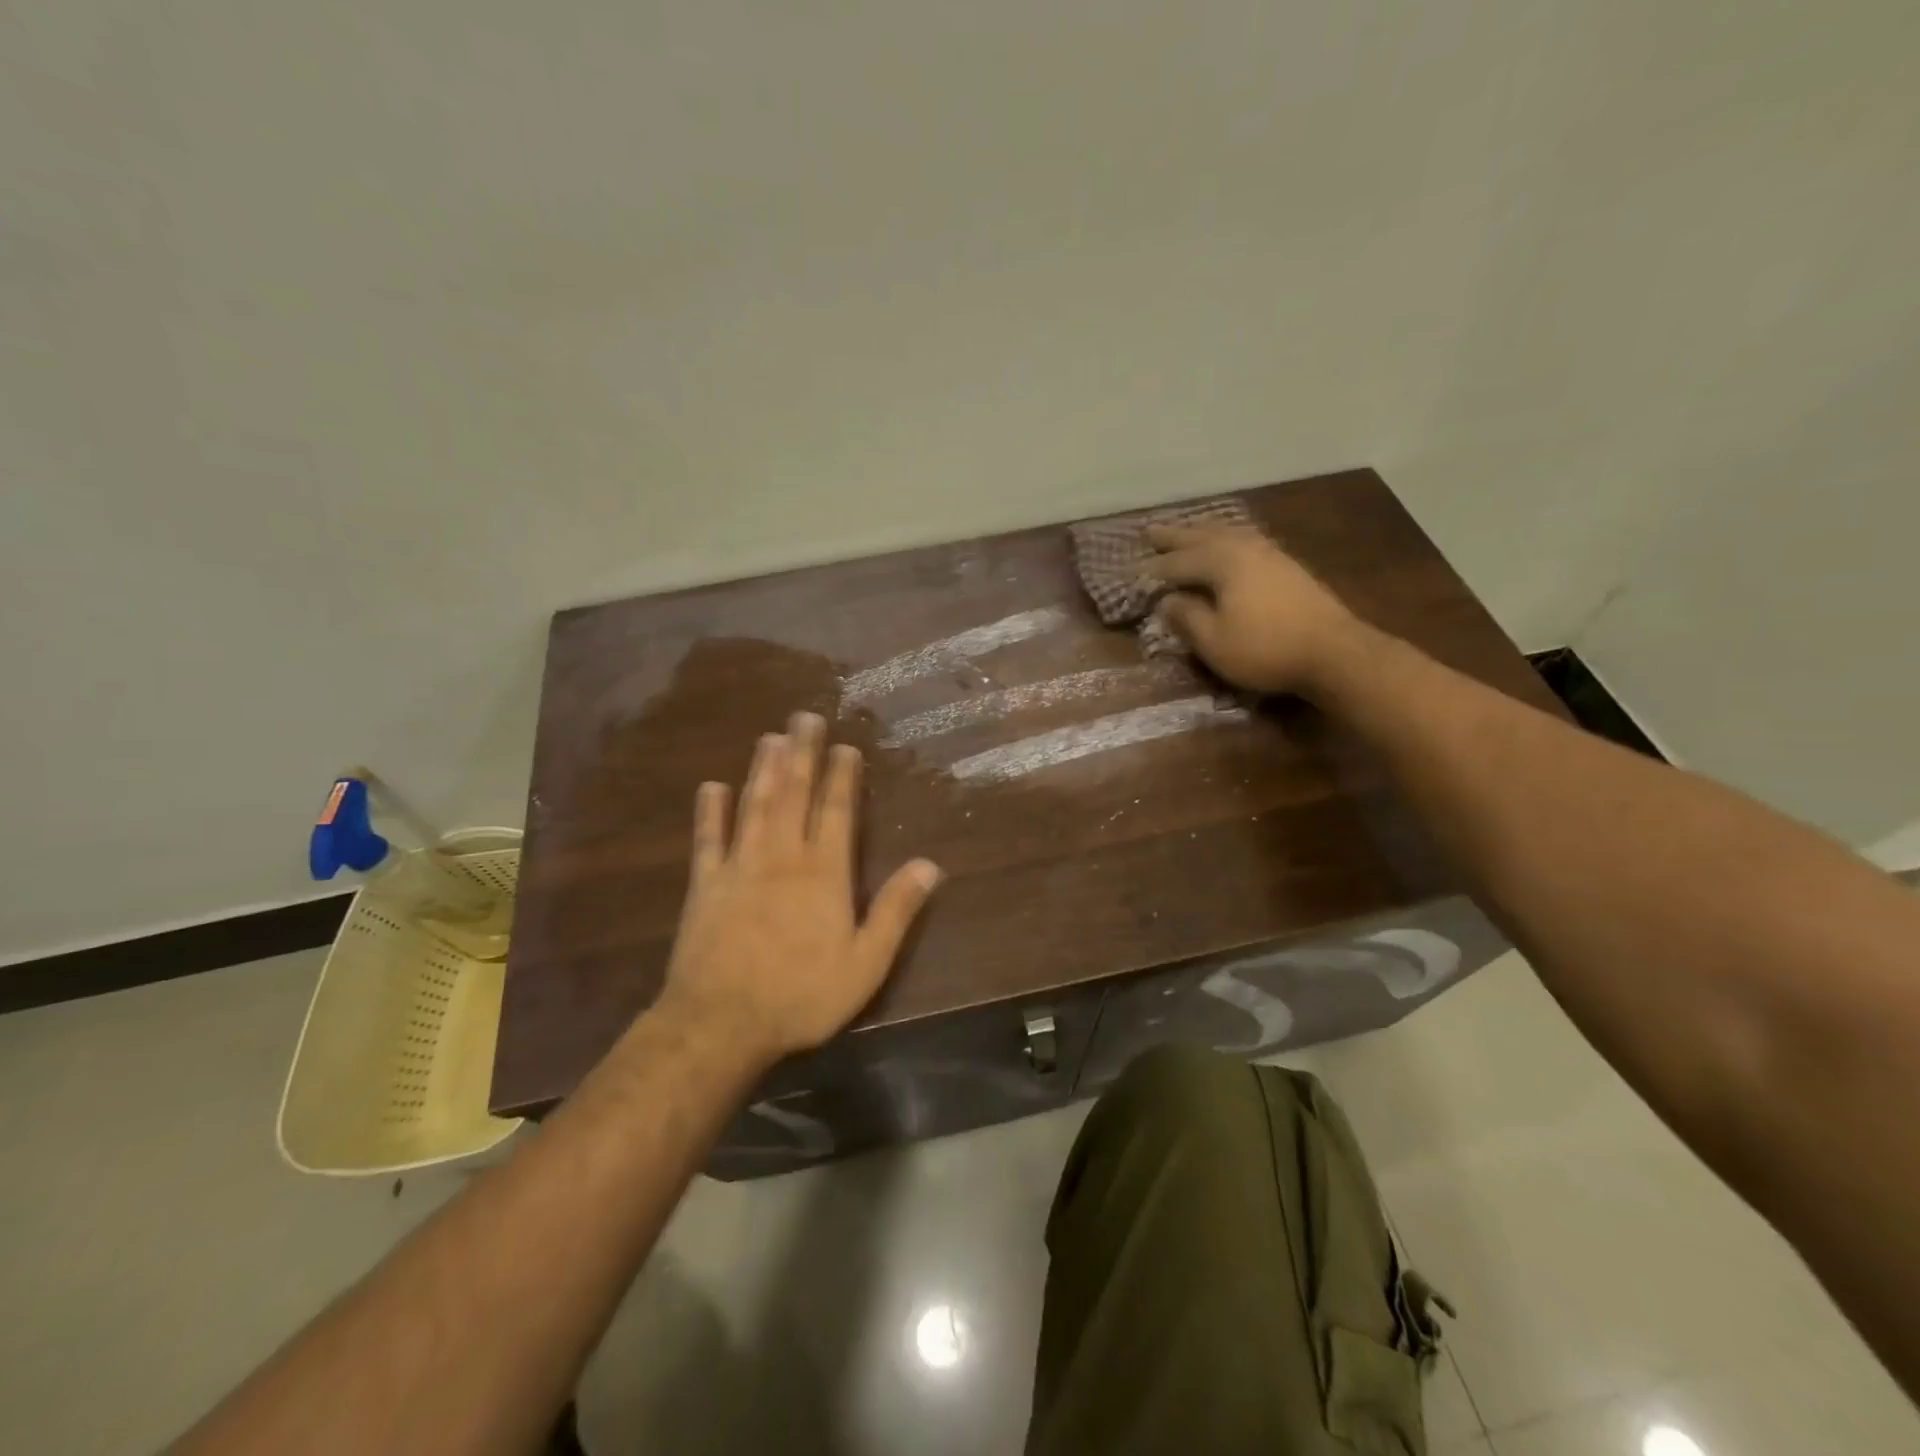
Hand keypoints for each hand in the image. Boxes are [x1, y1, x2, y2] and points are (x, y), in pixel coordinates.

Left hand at [657, 712, 942, 1061]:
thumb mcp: (866, 963)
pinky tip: (711, 787)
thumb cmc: (802, 995)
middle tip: (804, 717)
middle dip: (802, 754)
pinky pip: (708, 840)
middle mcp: (782, 857)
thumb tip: (930, 865)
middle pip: (794, 795)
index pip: (836, 812)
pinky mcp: (706, 885)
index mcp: (823, 873)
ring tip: (770, 737)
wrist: (722, 1022)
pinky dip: (710, 813)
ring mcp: (740, 867)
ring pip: (754, 806)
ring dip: (763, 770)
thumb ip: (896, 910)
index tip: (845, 745)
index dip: (842, 777)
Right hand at [1146, 524, 1361, 695]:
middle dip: (1174, 537)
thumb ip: (1186, 618)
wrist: (1334, 651)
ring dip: (1202, 532)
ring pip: (1227, 533)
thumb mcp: (1214, 642)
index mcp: (1222, 562)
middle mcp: (1244, 548)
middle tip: (1149, 531)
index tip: (1131, 574)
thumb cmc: (1265, 649)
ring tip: (1187, 531)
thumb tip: (1167, 601)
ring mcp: (1269, 553)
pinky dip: (1226, 538)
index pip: (1178, 563)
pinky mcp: (1287, 565)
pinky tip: (1228, 544)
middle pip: (1202, 537)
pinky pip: (1245, 540)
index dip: (1153, 570)